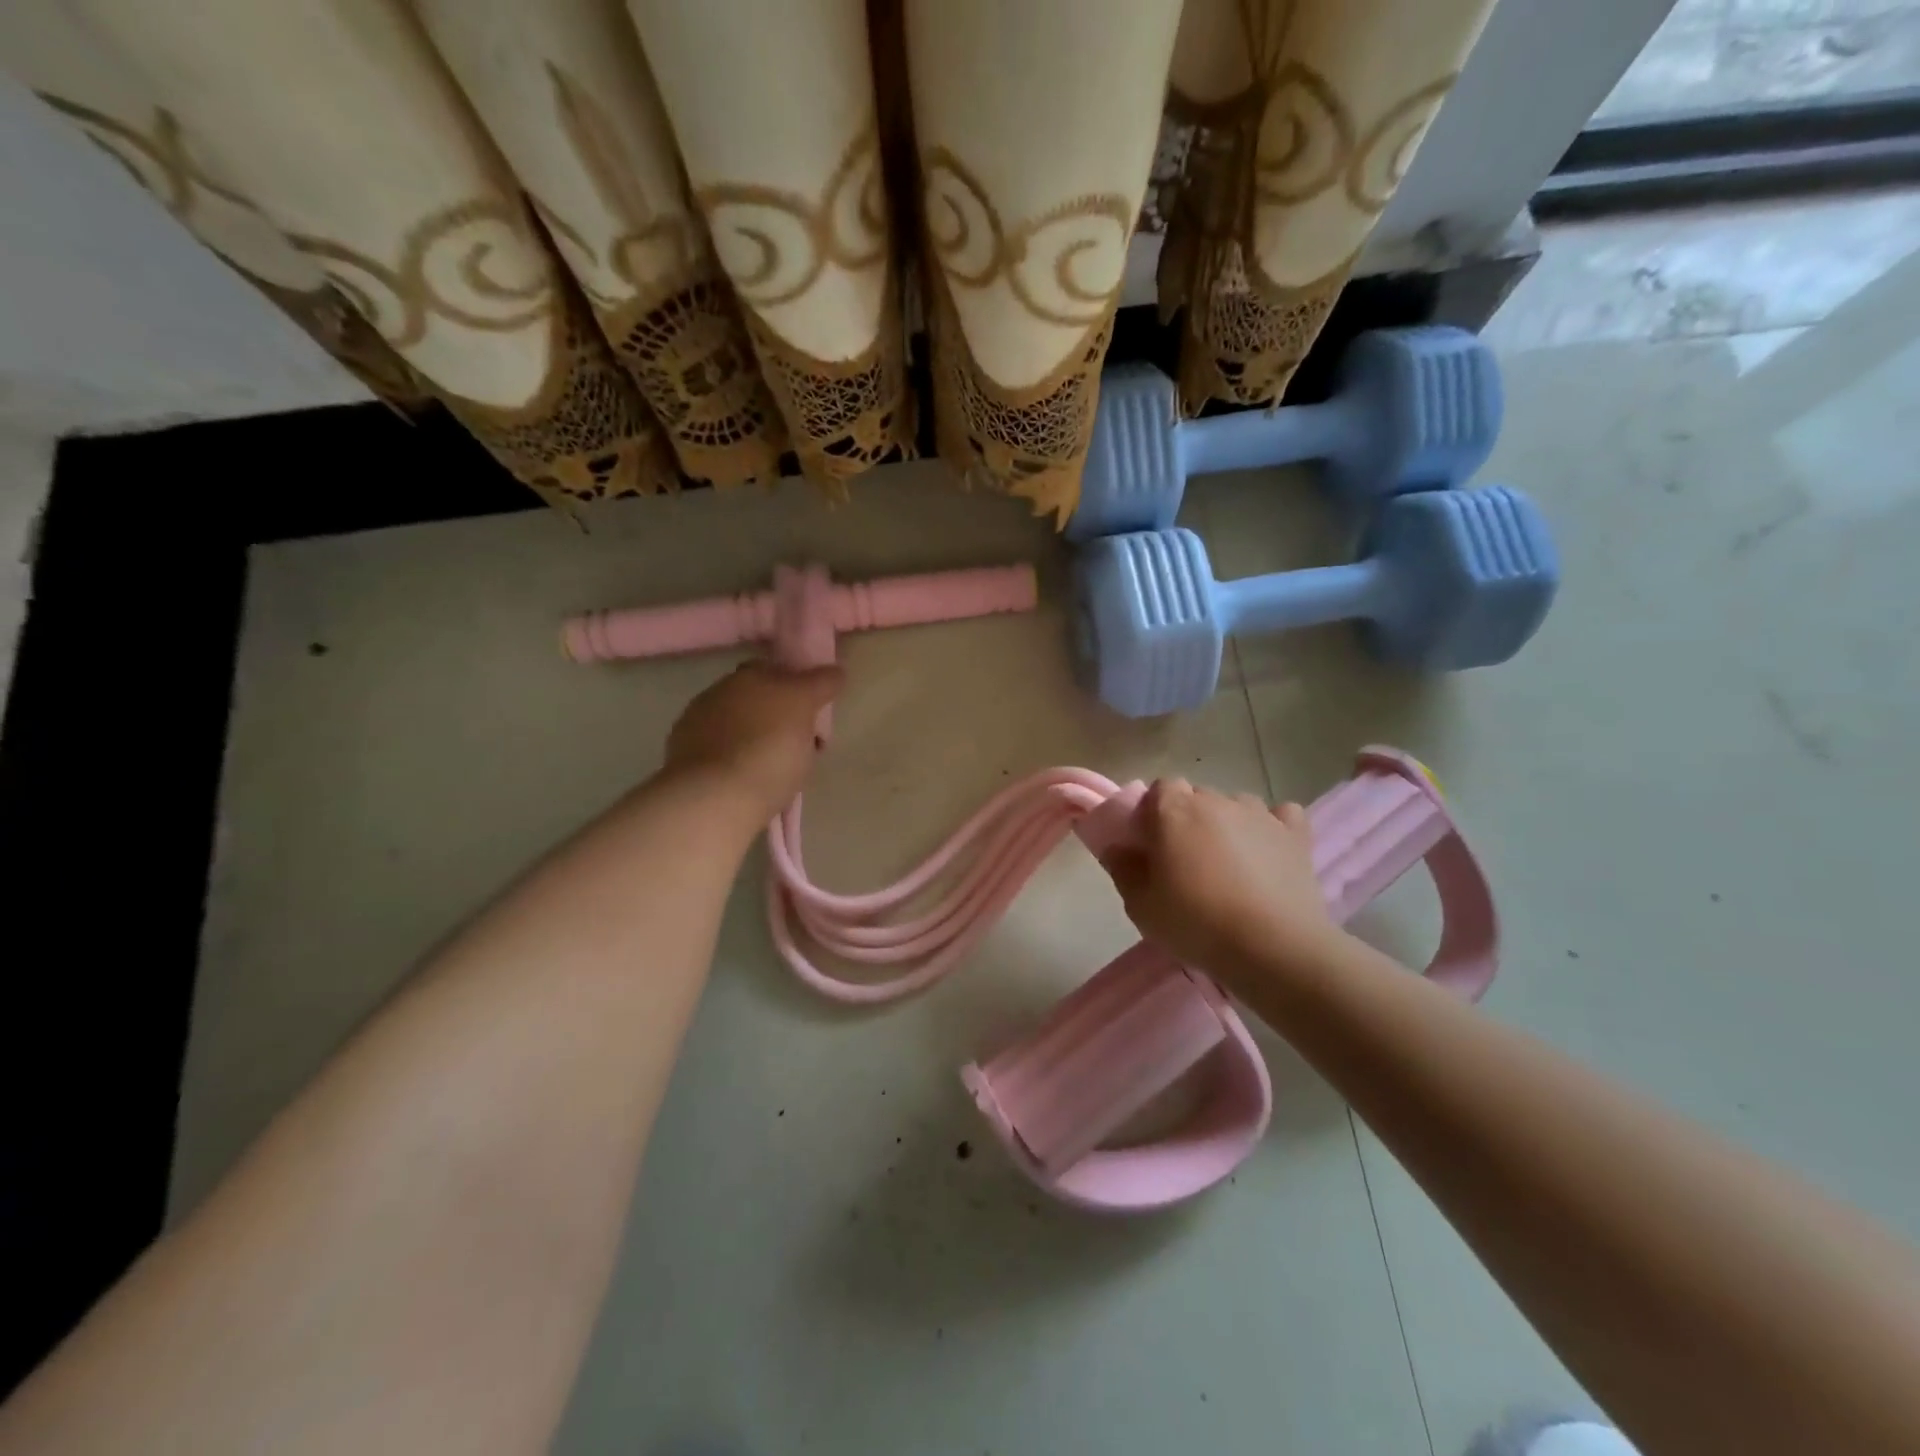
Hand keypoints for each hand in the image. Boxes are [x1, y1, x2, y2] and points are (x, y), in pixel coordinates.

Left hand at [663, 662, 843, 815]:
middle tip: (798, 741)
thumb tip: (835, 671)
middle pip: (756, 698)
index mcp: (749, 674)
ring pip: (736, 724)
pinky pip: (720, 751)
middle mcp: (719, 691)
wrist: (714, 798)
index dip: (798, 688)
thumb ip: (820, 684)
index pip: (778, 670)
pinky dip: (733, 758)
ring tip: (773, 766)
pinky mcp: (683, 757)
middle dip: (776, 713)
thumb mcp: (804, 709)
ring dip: (753, 736)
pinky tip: (746, 777)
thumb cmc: (770, 749)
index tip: (815, 712)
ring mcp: (696, 724)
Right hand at [1101, 779, 1344, 983]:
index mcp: (1174, 810)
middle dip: (1189, 819)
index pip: (1161, 788)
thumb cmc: (1196, 923)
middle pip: (1197, 796)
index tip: (1152, 843)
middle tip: (1186, 859)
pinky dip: (1273, 828)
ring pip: (1236, 805)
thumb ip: (1123, 869)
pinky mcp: (1295, 834)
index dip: (1154, 811)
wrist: (1273, 947)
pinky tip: (1268, 852)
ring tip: (1229, 862)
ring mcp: (1260, 814)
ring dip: (1228, 824)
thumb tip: (1117, 848)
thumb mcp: (1141, 905)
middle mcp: (1217, 801)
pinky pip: (1281, 816)